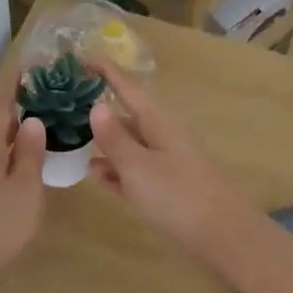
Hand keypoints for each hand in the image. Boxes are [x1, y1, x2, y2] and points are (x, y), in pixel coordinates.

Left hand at [0, 82, 48, 291]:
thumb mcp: (24, 189)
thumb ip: (28, 153)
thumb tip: (31, 118)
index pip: (0, 104)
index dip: (14, 82)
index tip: (31, 62)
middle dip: (20, 98)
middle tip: (49, 84)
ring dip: (18, 121)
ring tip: (45, 109)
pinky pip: (0, 154)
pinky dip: (16, 144)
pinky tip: (31, 150)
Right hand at [87, 60, 257, 260]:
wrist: (224, 236)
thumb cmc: (178, 196)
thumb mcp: (138, 166)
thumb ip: (115, 138)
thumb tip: (96, 105)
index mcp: (158, 122)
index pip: (128, 87)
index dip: (107, 71)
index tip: (82, 56)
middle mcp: (164, 136)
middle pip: (129, 115)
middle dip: (101, 110)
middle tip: (68, 105)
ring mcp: (168, 162)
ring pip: (131, 145)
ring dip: (106, 143)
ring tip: (74, 143)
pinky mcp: (170, 188)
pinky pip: (137, 171)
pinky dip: (117, 170)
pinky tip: (98, 177)